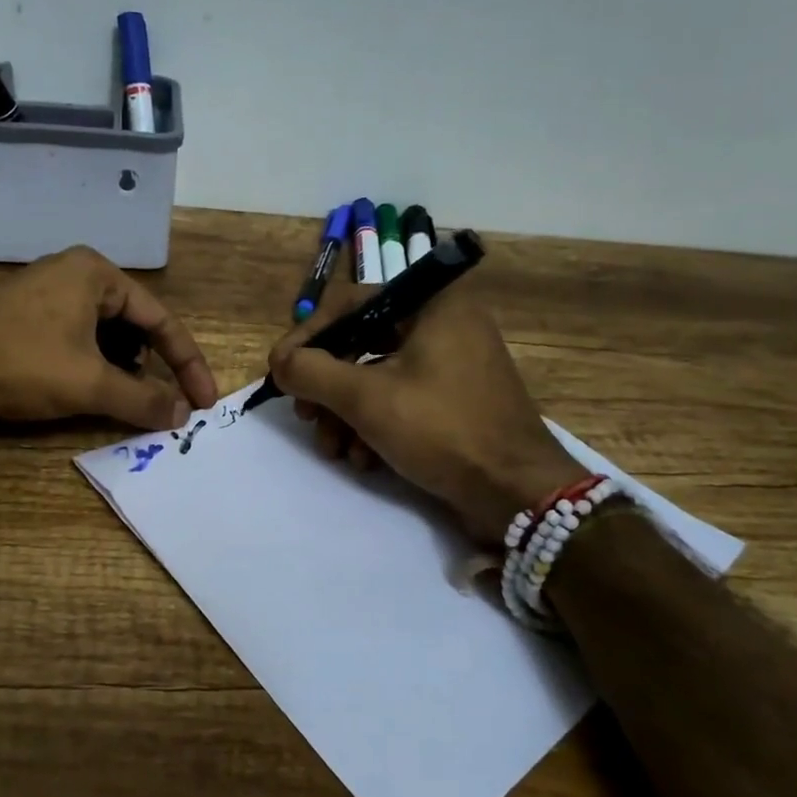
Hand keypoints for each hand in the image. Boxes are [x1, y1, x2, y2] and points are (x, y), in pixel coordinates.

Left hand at [0, 247, 217, 429]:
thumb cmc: (20, 363)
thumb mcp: (90, 384)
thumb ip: (143, 399)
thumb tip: (182, 415)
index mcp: (97, 273)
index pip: (161, 320)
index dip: (187, 364)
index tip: (204, 402)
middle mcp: (74, 273)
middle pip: (133, 324)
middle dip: (151, 365)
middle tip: (163, 402)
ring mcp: (46, 291)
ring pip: (104, 333)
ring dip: (121, 368)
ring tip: (123, 398)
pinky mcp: (25, 314)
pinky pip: (77, 337)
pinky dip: (93, 364)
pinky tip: (86, 388)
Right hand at [267, 279, 585, 543]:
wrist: (517, 493)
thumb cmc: (442, 430)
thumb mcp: (366, 398)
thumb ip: (312, 372)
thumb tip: (279, 363)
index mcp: (431, 304)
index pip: (349, 304)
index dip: (306, 338)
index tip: (280, 373)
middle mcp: (444, 324)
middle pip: (360, 344)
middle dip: (326, 387)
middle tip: (306, 415)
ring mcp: (452, 364)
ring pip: (376, 377)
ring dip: (345, 414)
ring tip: (334, 449)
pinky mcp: (454, 400)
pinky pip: (400, 399)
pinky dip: (374, 426)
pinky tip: (364, 460)